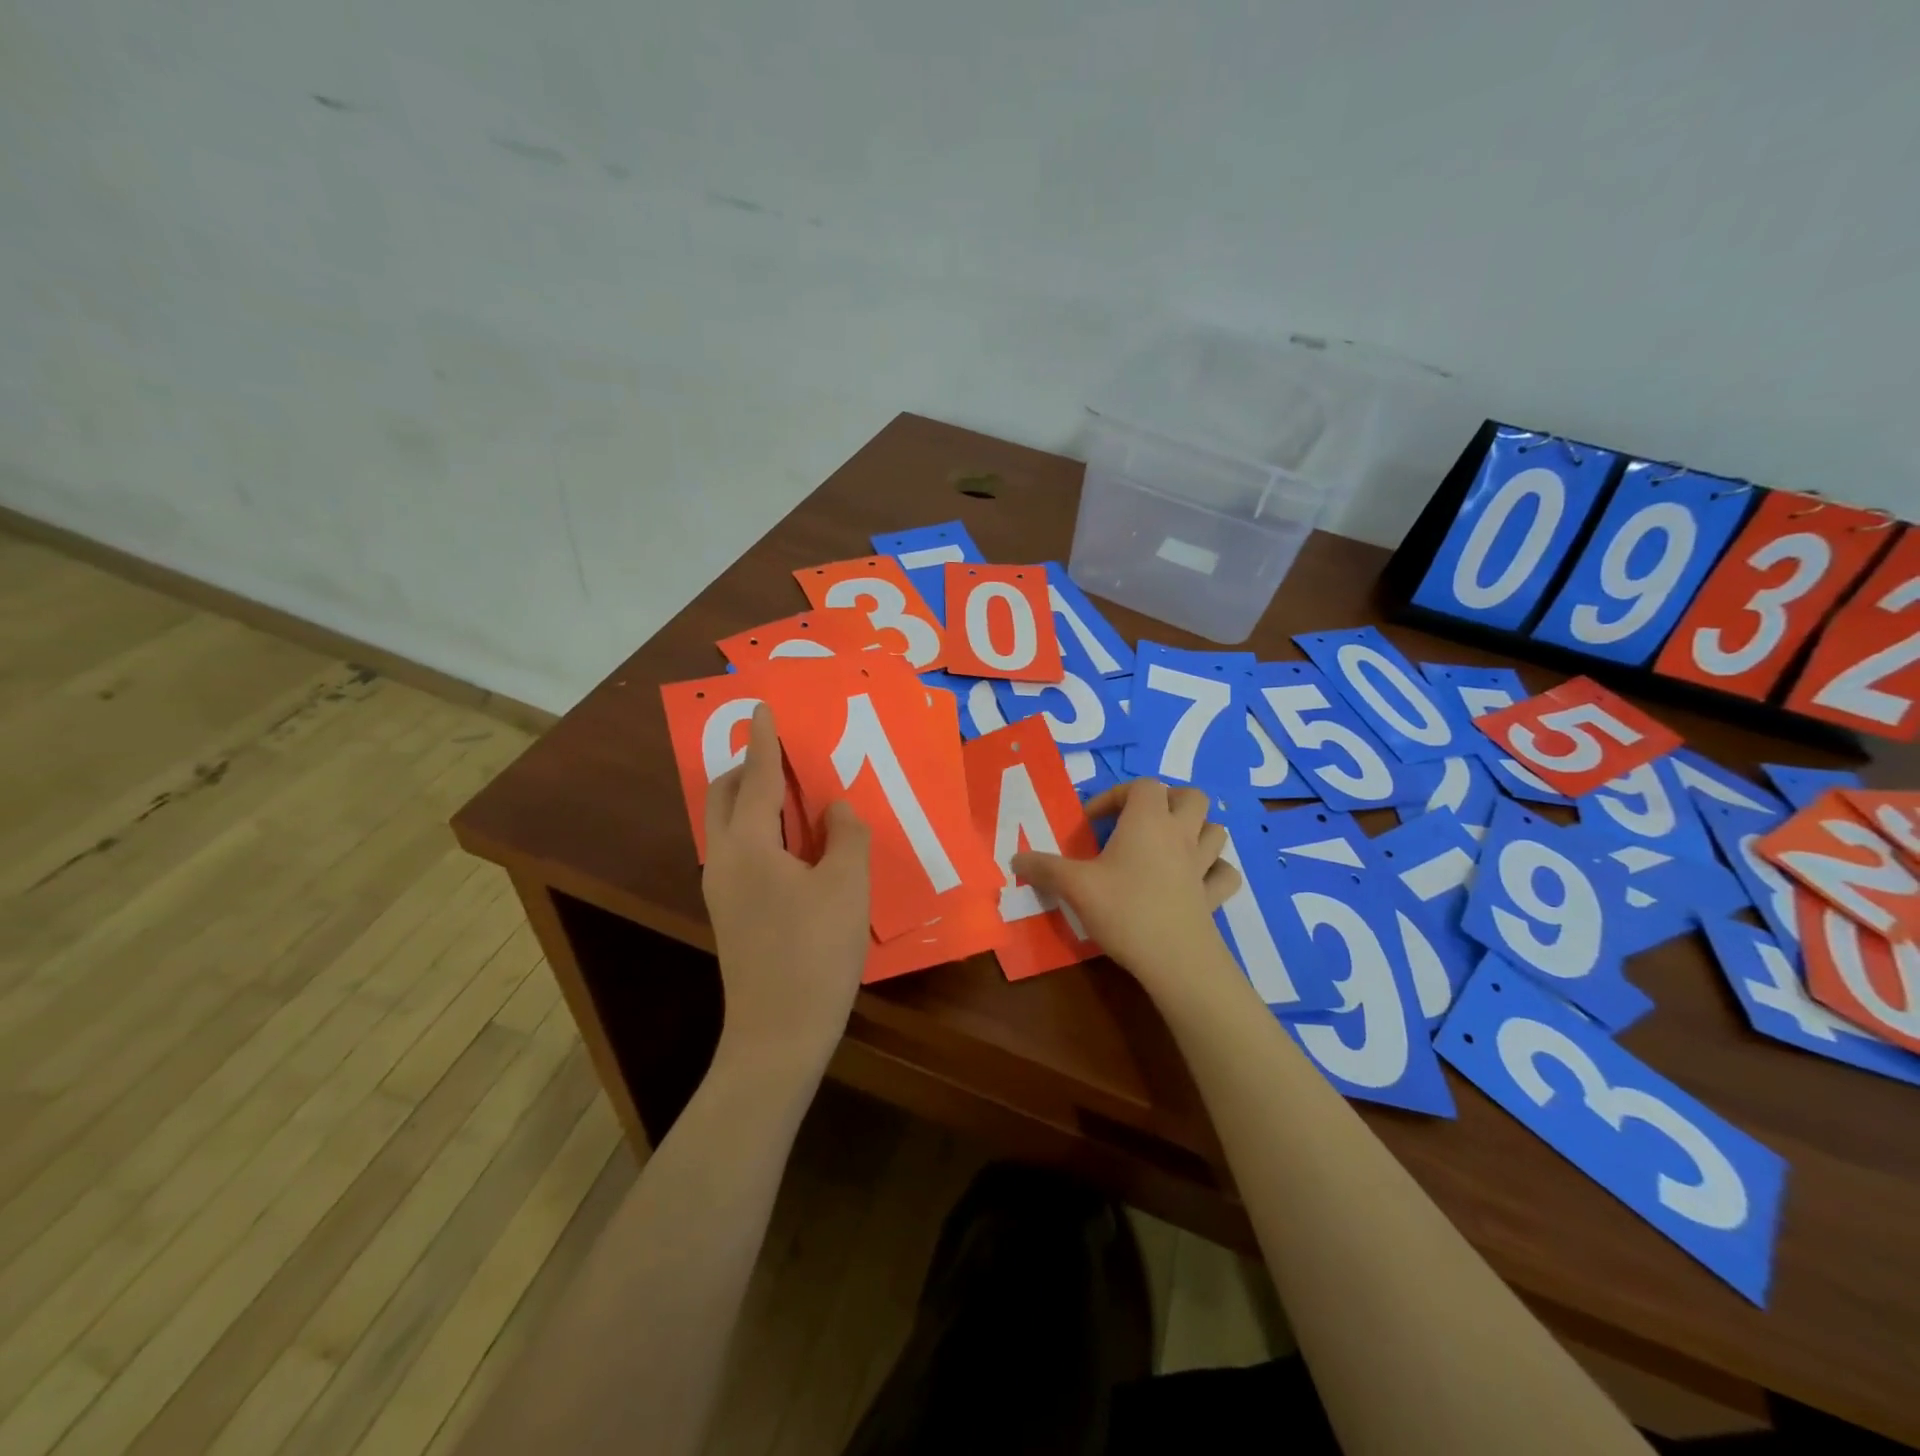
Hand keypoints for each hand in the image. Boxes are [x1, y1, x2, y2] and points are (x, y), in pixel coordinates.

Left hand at [702, 704, 870, 1079]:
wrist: (778, 1035)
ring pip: (728, 825)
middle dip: (750, 767)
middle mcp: (724, 860)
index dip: (766, 741)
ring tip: (796, 796)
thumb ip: (847, 835)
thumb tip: (836, 808)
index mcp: (749, 845)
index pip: (759, 778)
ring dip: (755, 800)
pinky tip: (795, 845)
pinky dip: (760, 830)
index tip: (762, 707)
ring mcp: (721, 889)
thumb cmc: (816, 953)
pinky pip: (738, 850)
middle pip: (726, 796)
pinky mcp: (730, 912)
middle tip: (787, 757)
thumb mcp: (848, 886)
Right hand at [1011, 779, 1239, 990]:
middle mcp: (1180, 834)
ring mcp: (1203, 865)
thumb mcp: (1074, 886)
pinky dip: (1215, 870)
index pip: (1142, 785)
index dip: (1116, 795)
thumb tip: (1015, 858)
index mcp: (1148, 821)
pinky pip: (1225, 873)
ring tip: (1170, 845)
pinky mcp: (1213, 896)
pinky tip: (1196, 879)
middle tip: (1139, 822)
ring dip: (1196, 830)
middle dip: (1167, 800)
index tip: (1092, 823)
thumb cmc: (1124, 910)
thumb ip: (1043, 868)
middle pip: (1190, 796)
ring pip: (1215, 830)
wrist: (1175, 960)